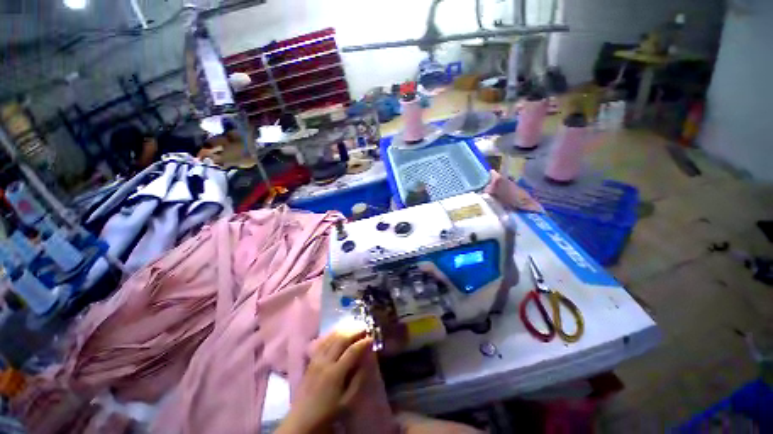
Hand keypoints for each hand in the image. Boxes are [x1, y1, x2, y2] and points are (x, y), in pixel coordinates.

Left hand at [277, 331, 372, 433]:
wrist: (302, 420)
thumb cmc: (327, 413)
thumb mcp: (346, 402)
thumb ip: (357, 380)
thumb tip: (366, 361)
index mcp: (335, 374)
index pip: (352, 351)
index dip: (363, 343)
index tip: (371, 338)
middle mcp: (325, 362)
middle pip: (341, 340)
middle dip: (354, 332)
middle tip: (364, 328)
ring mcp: (316, 360)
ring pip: (331, 338)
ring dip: (344, 331)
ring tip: (353, 328)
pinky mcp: (311, 361)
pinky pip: (322, 342)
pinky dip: (332, 335)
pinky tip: (338, 333)